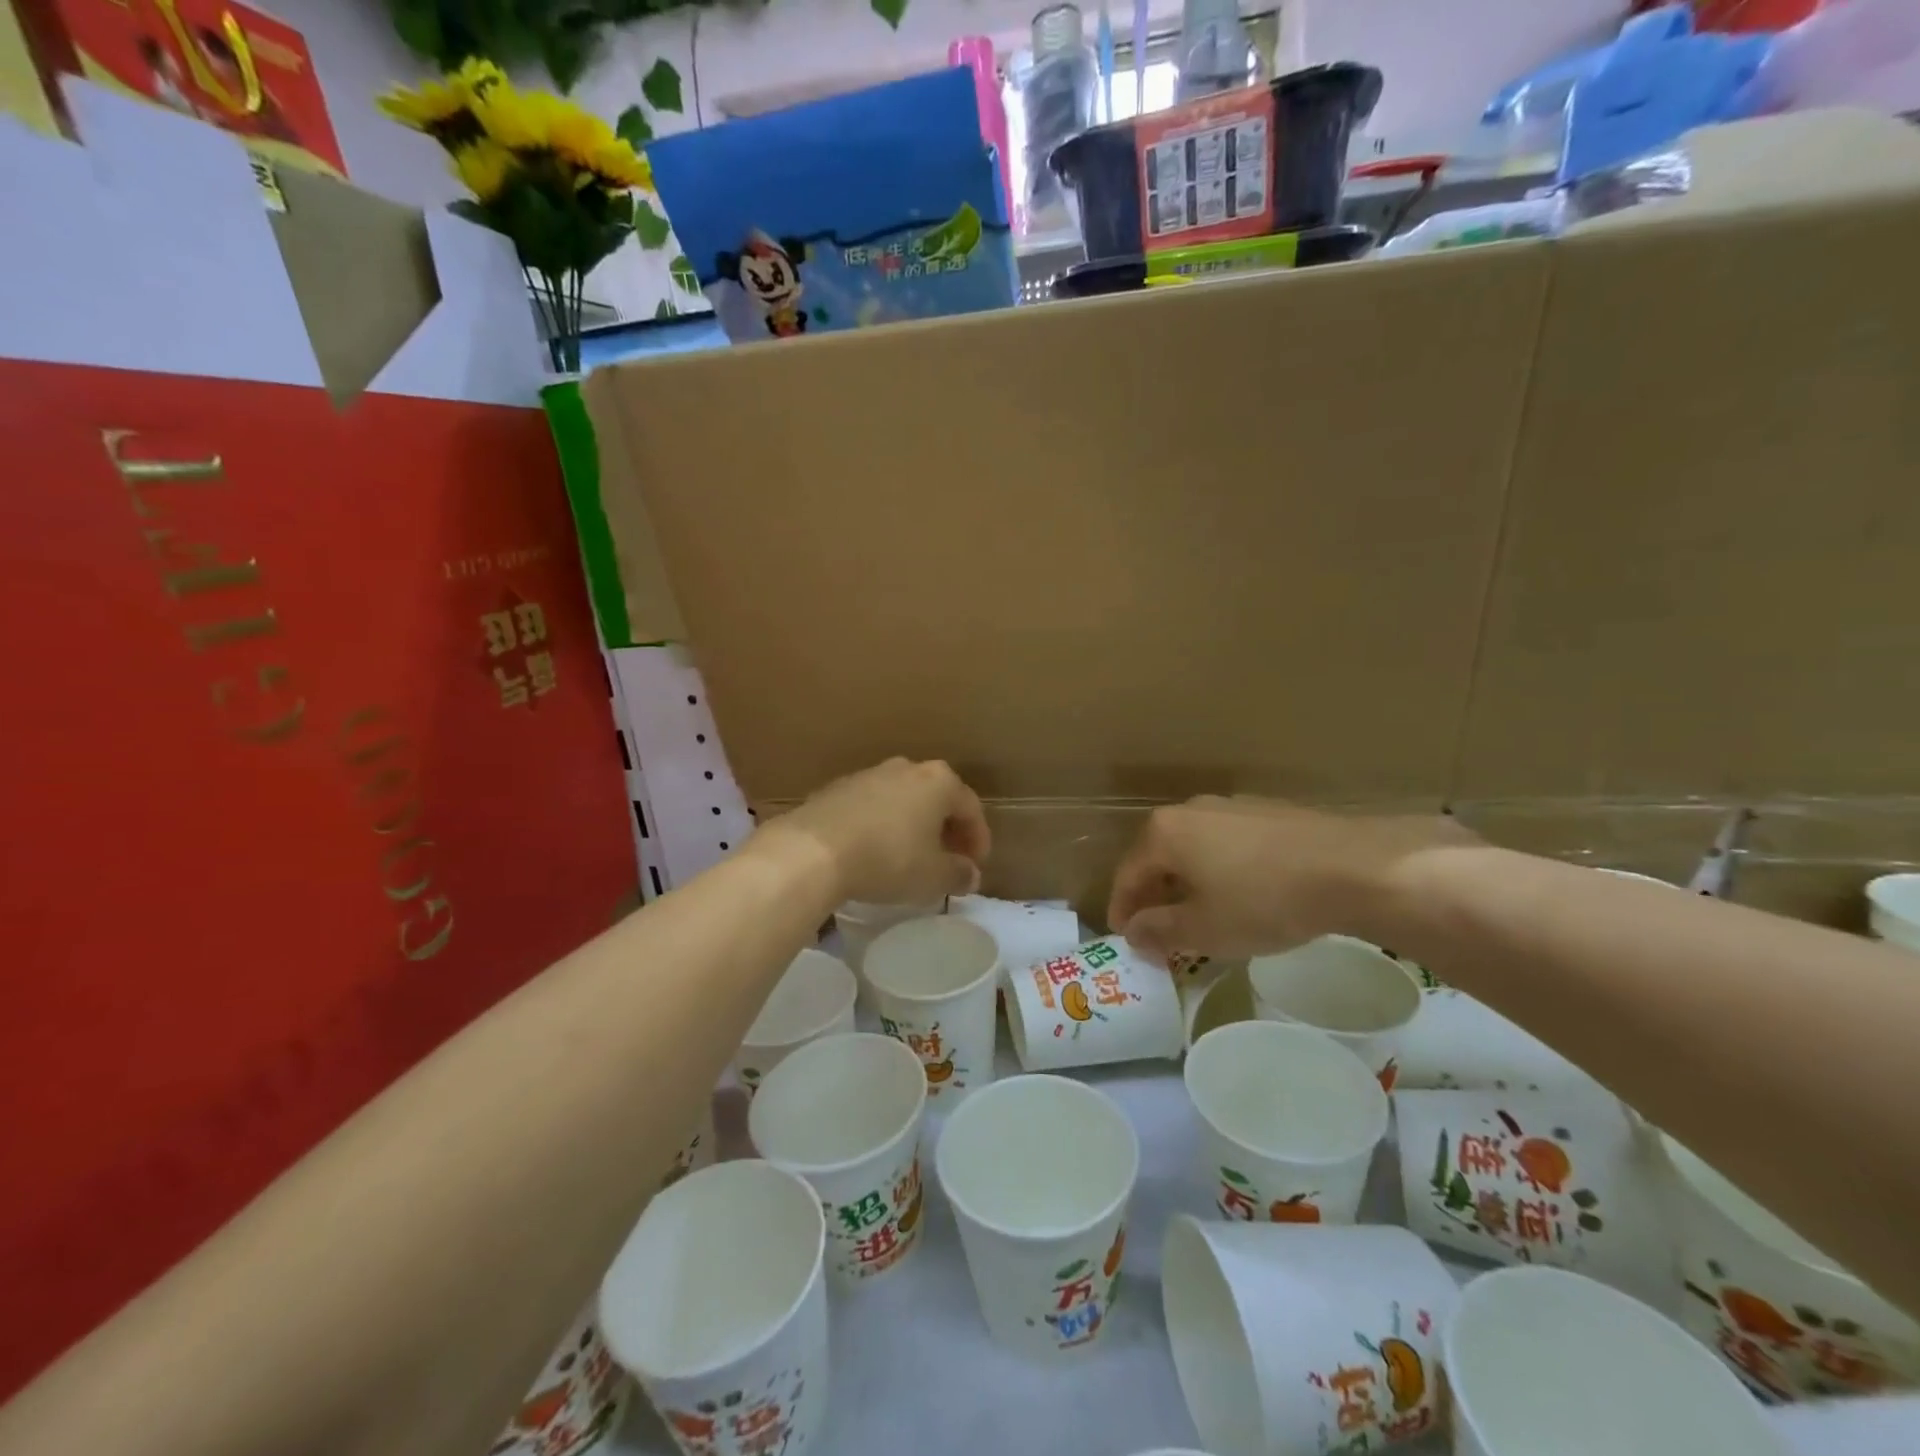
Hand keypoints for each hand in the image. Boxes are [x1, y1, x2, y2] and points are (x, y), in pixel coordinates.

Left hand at [767, 758, 990, 906]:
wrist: (813, 851)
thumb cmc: (888, 859)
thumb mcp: (933, 877)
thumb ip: (959, 874)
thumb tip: (970, 874)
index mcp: (939, 781)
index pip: (971, 808)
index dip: (978, 840)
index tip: (975, 867)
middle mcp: (907, 768)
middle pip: (937, 799)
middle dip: (946, 830)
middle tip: (947, 860)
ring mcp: (869, 774)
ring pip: (903, 800)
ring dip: (913, 826)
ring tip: (910, 858)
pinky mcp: (837, 788)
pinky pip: (872, 807)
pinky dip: (881, 826)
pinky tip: (874, 852)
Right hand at [1106, 796, 1477, 960]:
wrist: (1351, 867)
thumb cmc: (1263, 900)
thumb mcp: (1204, 929)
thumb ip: (1160, 931)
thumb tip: (1133, 932)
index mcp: (1164, 833)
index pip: (1127, 874)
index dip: (1122, 910)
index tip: (1124, 938)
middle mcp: (1190, 810)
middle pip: (1158, 857)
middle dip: (1154, 895)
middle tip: (1158, 931)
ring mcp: (1231, 806)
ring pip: (1194, 848)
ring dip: (1188, 882)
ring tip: (1199, 915)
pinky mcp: (1267, 811)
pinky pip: (1227, 843)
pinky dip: (1220, 870)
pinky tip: (1241, 894)